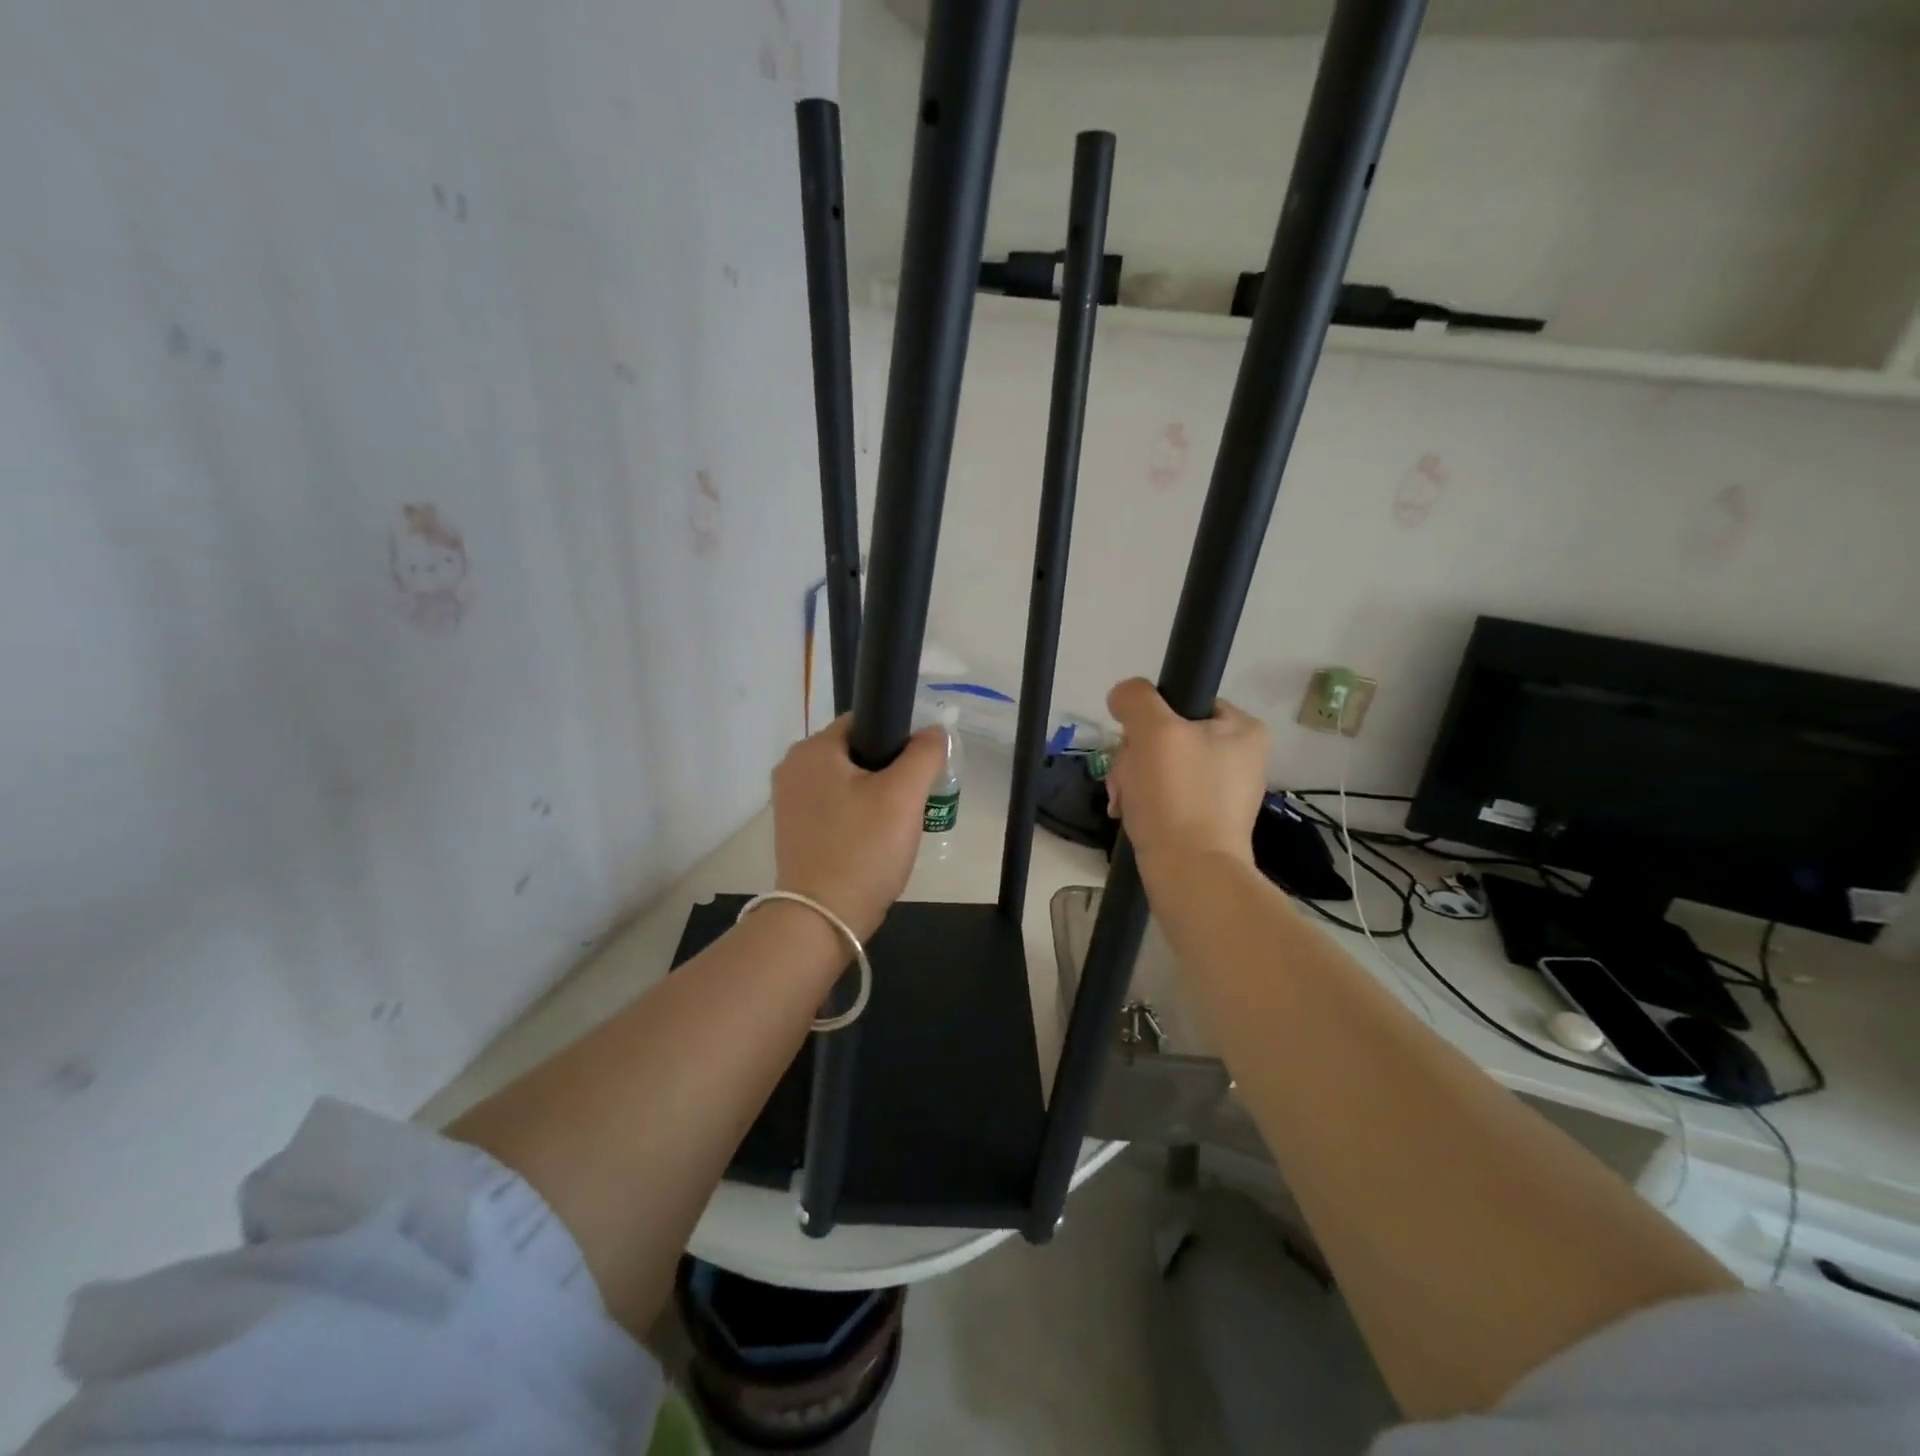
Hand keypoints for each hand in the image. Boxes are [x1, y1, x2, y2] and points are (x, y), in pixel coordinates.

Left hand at [771, 716, 945, 940]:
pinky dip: (857, 817)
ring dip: (875, 796)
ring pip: (847, 782)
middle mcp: (792, 768)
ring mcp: (788, 802)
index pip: (864, 721)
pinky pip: (834, 808)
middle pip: (856, 752)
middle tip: (912, 802)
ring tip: (896, 826)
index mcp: (812, 749)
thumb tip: (933, 731)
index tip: (920, 770)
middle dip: (889, 772)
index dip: (899, 738)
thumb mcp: (904, 795)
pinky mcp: (793, 831)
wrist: (821, 921)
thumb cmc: (863, 849)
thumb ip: (924, 753)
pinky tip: (874, 842)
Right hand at [1105, 678, 1267, 869]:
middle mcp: (1239, 758)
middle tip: (1127, 781)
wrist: (1191, 876)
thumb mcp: (1154, 732)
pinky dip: (1142, 802)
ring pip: (1158, 766)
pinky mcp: (1203, 820)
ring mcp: (1221, 792)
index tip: (1134, 745)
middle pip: (1166, 735)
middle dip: (1134, 756)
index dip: (1149, 720)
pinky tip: (1129, 815)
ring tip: (1124, 803)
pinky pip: (1163, 796)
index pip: (1183, 702)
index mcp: (1243, 730)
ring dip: (1131, 779)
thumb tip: (1123, 696)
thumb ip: (1136, 699)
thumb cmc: (1178, 797)